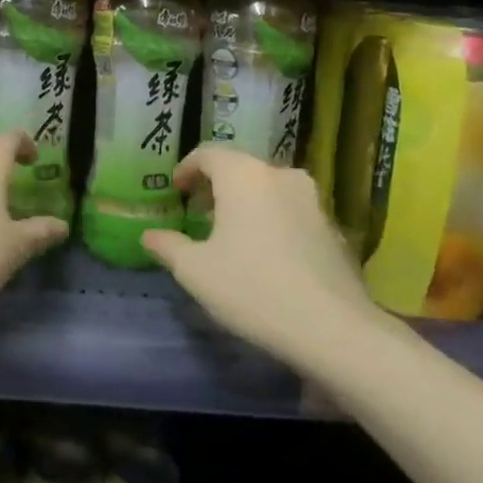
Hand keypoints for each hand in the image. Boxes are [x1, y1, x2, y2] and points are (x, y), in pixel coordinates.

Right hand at [142, 146, 380, 363]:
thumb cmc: (252, 288)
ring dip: (245, 203)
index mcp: (244, 176)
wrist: (333, 329)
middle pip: (241, 168)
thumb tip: (149, 235)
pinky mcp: (333, 228)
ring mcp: (313, 201)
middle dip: (215, 186)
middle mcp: (280, 176)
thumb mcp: (195, 271)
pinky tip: (265, 254)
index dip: (187, 168)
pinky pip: (291, 211)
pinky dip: (271, 220)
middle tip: (198, 212)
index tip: (176, 190)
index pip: (208, 154)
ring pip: (268, 189)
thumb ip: (168, 246)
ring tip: (230, 234)